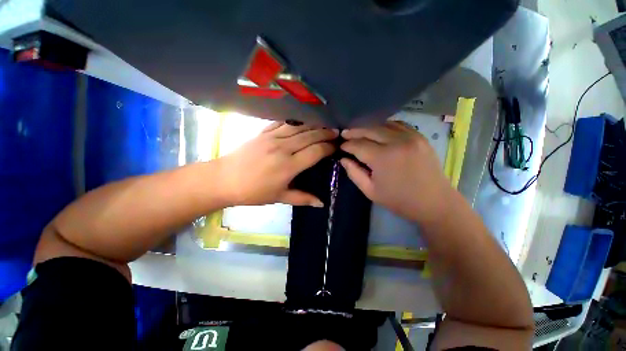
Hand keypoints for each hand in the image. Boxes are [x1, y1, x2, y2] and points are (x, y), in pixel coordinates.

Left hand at [219, 122, 336, 206]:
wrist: (225, 179)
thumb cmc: (254, 192)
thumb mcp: (280, 197)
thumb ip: (303, 198)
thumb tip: (321, 203)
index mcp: (289, 166)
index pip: (316, 151)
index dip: (328, 148)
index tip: (336, 147)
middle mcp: (283, 148)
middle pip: (310, 136)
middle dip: (325, 133)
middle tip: (336, 133)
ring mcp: (272, 137)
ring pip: (299, 127)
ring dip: (313, 125)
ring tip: (324, 126)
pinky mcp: (263, 132)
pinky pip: (283, 123)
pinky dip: (295, 121)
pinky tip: (302, 122)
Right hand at [340, 121, 453, 224]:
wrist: (434, 202)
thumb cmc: (399, 200)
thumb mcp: (370, 191)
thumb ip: (354, 173)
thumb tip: (343, 159)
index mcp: (383, 158)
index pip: (358, 145)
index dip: (347, 145)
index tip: (341, 146)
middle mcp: (397, 142)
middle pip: (370, 130)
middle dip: (354, 132)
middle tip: (345, 134)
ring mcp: (411, 136)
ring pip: (383, 124)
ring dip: (369, 127)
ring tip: (359, 132)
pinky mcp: (420, 136)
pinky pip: (398, 124)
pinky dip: (385, 126)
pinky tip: (379, 131)